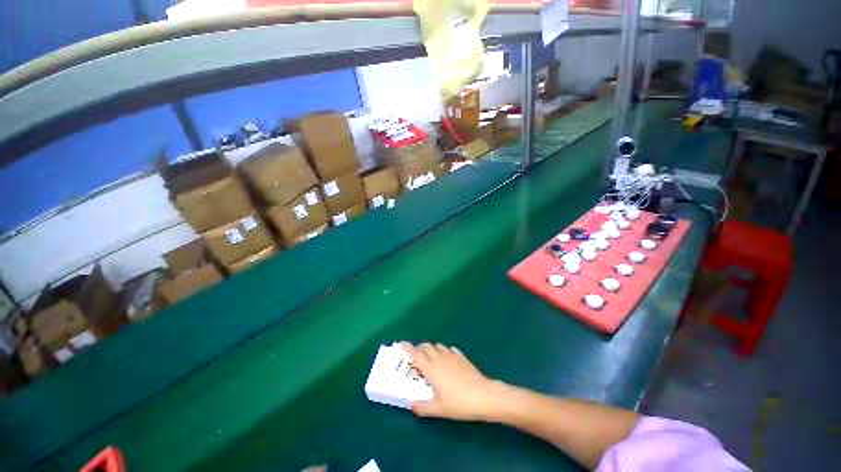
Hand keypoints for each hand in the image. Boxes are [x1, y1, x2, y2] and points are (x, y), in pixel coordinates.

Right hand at [400, 342, 507, 421]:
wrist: (482, 395)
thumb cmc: (458, 402)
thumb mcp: (438, 409)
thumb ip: (422, 406)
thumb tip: (411, 403)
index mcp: (431, 368)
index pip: (416, 354)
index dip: (407, 347)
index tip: (401, 343)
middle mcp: (439, 358)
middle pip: (426, 346)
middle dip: (419, 348)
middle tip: (416, 356)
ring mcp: (451, 355)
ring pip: (438, 346)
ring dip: (432, 348)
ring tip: (431, 357)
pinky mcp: (461, 356)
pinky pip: (450, 349)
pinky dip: (445, 351)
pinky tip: (448, 358)